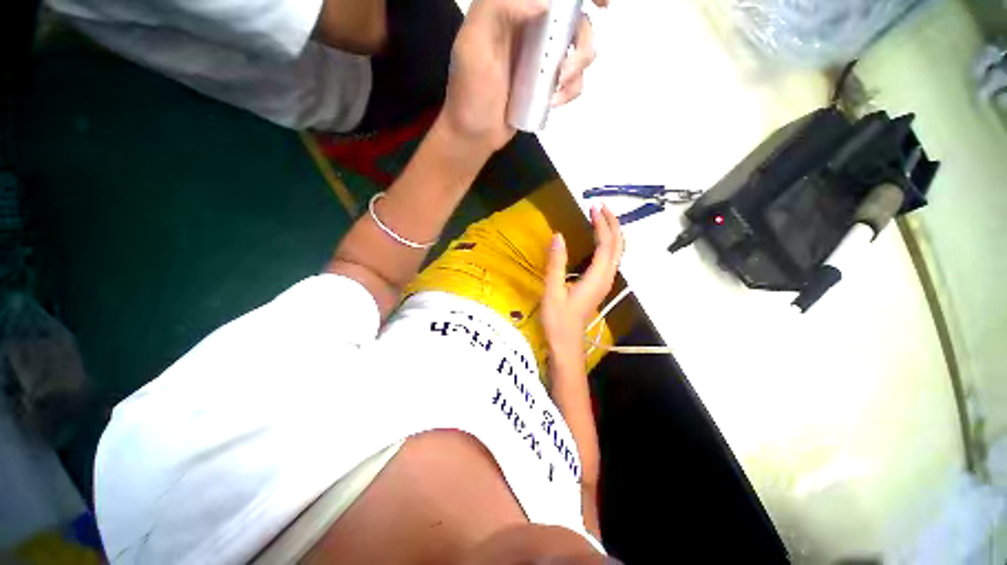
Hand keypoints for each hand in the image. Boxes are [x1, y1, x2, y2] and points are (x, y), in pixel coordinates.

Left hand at [440, 0, 607, 155]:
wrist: (474, 134)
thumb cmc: (470, 92)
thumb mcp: (474, 44)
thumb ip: (500, 8)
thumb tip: (545, 2)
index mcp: (513, 10)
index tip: (600, 4)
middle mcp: (532, 28)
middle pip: (575, 19)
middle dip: (585, 37)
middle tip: (576, 60)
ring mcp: (541, 58)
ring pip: (579, 50)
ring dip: (577, 68)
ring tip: (556, 86)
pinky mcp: (546, 84)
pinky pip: (573, 81)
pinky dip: (571, 91)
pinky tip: (553, 102)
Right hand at [542, 205, 623, 366]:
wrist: (566, 344)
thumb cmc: (558, 320)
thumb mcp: (552, 291)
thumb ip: (556, 263)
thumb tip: (558, 236)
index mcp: (596, 277)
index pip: (606, 244)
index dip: (602, 224)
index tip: (593, 207)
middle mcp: (606, 278)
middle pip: (617, 246)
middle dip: (612, 223)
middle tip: (598, 207)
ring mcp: (604, 282)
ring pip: (616, 252)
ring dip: (611, 232)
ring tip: (599, 218)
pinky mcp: (599, 286)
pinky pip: (609, 259)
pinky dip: (607, 244)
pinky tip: (597, 241)